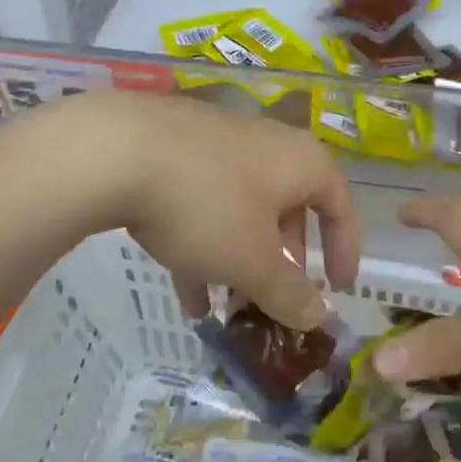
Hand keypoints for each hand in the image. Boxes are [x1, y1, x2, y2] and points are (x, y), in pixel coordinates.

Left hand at [54, 91, 359, 328]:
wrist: (115, 149)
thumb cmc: (207, 204)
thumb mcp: (253, 262)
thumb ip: (290, 294)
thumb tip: (320, 317)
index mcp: (302, 162)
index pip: (340, 207)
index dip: (345, 252)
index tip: (339, 290)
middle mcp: (267, 145)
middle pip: (289, 209)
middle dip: (283, 262)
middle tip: (277, 298)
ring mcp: (218, 144)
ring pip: (242, 211)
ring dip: (239, 261)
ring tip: (226, 309)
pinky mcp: (175, 150)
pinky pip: (203, 203)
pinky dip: (204, 245)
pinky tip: (185, 290)